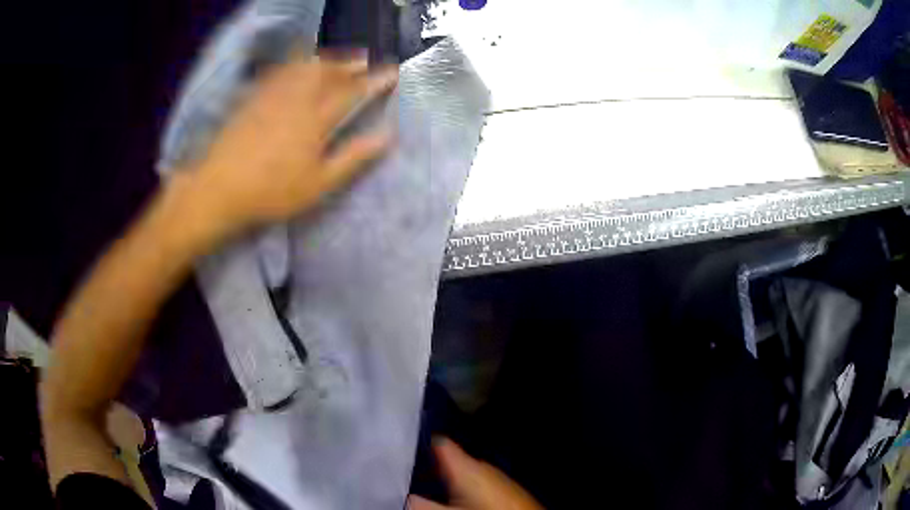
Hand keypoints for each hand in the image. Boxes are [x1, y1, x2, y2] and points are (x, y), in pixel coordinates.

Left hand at [187, 54, 397, 238]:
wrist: (220, 188)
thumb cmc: (273, 191)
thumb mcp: (319, 183)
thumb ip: (353, 157)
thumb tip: (387, 136)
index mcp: (317, 119)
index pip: (352, 91)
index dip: (375, 80)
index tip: (392, 72)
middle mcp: (297, 98)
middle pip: (328, 72)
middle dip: (350, 63)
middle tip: (365, 60)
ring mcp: (273, 95)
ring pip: (304, 67)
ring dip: (325, 59)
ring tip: (336, 59)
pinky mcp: (254, 97)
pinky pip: (279, 71)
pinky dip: (294, 64)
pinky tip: (297, 66)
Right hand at [409, 438, 543, 509]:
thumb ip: (423, 503)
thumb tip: (404, 496)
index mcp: (465, 464)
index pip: (439, 441)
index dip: (419, 442)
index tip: (402, 445)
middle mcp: (480, 464)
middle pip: (448, 458)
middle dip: (428, 465)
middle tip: (406, 472)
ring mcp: (492, 475)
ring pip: (460, 470)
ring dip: (443, 477)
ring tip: (423, 485)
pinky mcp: (500, 486)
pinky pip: (473, 480)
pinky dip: (459, 485)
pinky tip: (451, 497)